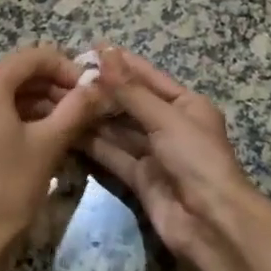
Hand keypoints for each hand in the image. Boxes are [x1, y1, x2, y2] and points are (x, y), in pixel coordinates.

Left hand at [0, 45, 107, 266]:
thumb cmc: (9, 187)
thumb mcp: (49, 144)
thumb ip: (77, 108)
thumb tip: (101, 86)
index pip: (33, 57)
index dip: (67, 67)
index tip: (92, 89)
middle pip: (20, 74)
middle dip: (56, 87)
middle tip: (87, 108)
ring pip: (10, 95)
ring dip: (43, 103)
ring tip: (75, 123)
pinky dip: (24, 118)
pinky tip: (49, 135)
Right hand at [84, 47, 270, 269]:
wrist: (210, 222)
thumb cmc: (196, 159)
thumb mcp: (165, 118)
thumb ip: (130, 90)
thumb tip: (105, 53)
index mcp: (186, 105)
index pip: (149, 78)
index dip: (122, 63)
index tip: (92, 48)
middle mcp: (170, 126)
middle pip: (131, 104)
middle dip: (102, 91)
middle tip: (66, 77)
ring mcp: (154, 154)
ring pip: (118, 130)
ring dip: (93, 117)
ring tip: (60, 99)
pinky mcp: (139, 178)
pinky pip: (112, 155)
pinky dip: (92, 144)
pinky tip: (67, 130)